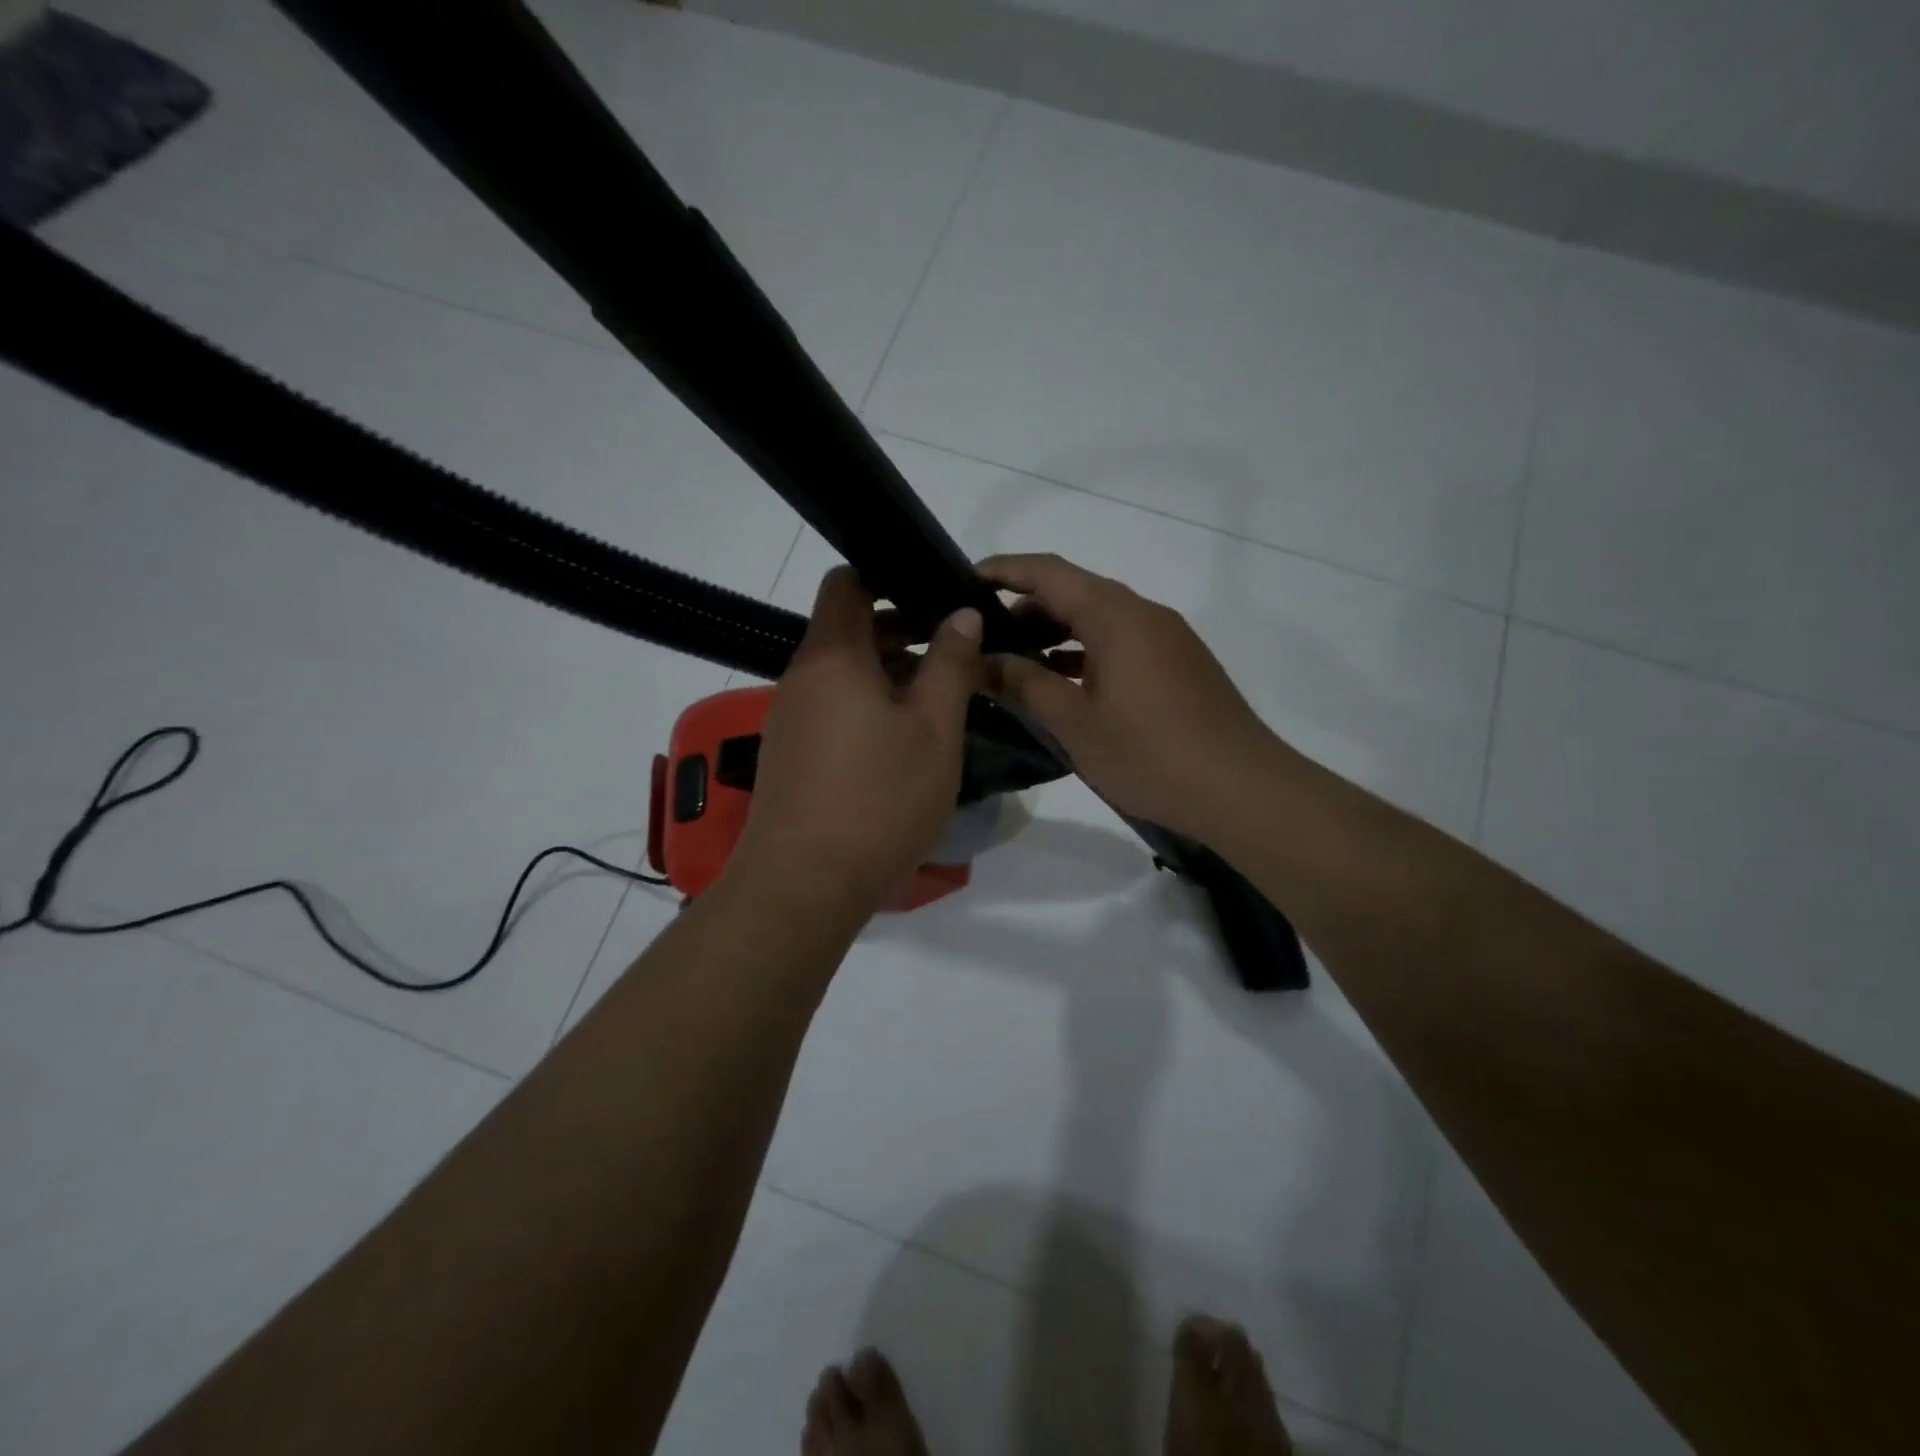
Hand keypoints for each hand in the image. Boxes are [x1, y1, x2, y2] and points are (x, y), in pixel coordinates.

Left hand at [729, 568, 982, 921]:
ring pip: (843, 673)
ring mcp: (790, 719)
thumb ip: (950, 665)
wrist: (803, 885)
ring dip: (889, 672)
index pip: (846, 583)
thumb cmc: (878, 799)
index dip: (886, 576)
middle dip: (900, 629)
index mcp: (832, 657)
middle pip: (847, 629)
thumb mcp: (932, 730)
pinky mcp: (791, 755)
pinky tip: (905, 739)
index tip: (933, 593)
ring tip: (939, 695)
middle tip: (954, 648)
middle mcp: (801, 678)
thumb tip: (962, 614)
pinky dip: (869, 706)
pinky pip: (833, 709)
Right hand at [979, 553, 1283, 843]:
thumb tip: (982, 660)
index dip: (1003, 570)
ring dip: (1055, 633)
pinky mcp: (1178, 663)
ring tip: (1015, 664)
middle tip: (983, 639)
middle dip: (1025, 608)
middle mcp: (1143, 613)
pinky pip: (1120, 642)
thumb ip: (1024, 684)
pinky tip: (1063, 684)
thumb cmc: (1150, 753)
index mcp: (1115, 615)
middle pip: (1074, 591)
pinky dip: (1085, 652)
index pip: (1048, 572)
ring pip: (1098, 619)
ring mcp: (1166, 637)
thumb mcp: (1074, 722)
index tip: (963, 582)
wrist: (1242, 788)